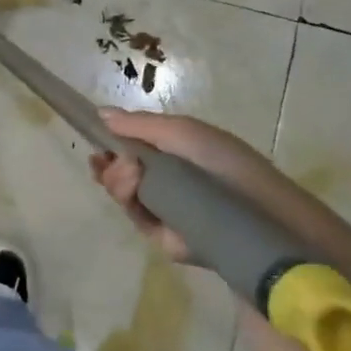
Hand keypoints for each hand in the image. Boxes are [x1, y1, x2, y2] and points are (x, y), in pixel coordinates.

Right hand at [88, 108, 303, 264]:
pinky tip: (136, 192)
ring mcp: (164, 209)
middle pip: (120, 173)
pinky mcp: (164, 237)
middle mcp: (166, 180)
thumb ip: (139, 124)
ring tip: (129, 175)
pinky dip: (131, 203)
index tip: (94, 142)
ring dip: (117, 182)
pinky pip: (136, 219)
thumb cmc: (222, 162)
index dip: (110, 145)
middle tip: (103, 161)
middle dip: (108, 166)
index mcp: (174, 153)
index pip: (132, 148)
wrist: (256, 214)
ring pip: (124, 195)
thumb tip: (101, 114)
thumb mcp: (181, 131)